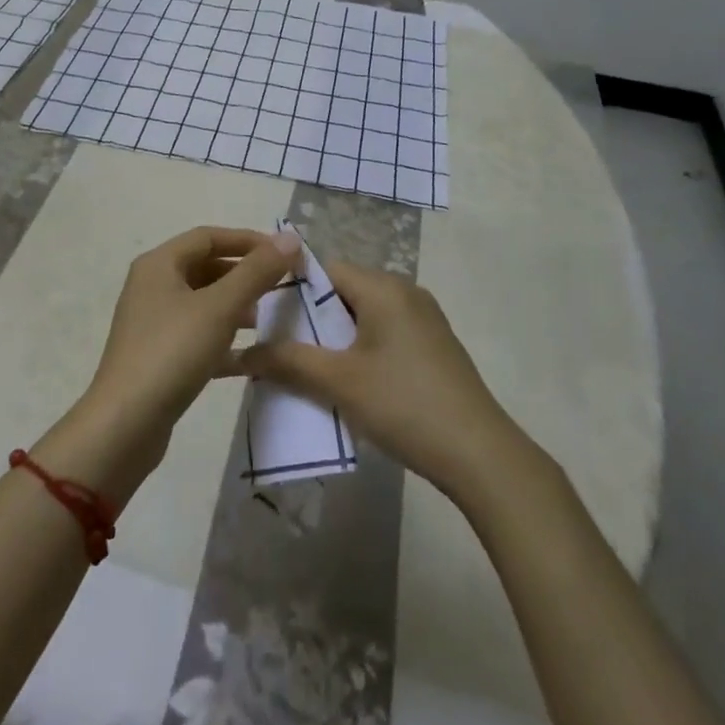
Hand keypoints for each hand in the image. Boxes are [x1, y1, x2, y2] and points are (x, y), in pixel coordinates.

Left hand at [46, 226, 298, 501]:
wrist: (124, 426)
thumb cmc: (172, 353)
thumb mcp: (220, 308)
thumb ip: (257, 272)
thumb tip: (290, 238)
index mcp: (159, 264)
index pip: (208, 237)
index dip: (247, 241)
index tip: (282, 254)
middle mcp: (152, 286)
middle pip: (205, 267)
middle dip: (243, 275)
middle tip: (279, 287)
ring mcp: (152, 323)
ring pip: (202, 303)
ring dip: (235, 306)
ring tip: (265, 319)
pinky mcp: (158, 356)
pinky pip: (197, 335)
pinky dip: (223, 339)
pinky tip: (250, 357)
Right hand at [238, 259, 523, 504]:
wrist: (480, 454)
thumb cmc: (404, 404)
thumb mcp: (340, 382)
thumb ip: (290, 361)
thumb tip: (244, 352)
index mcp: (383, 287)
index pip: (325, 270)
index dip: (293, 291)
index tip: (269, 321)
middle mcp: (405, 291)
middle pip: (345, 292)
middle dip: (313, 319)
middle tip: (285, 351)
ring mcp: (425, 318)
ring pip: (365, 315)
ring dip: (337, 339)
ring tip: (311, 371)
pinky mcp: (435, 345)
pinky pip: (386, 333)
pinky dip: (362, 349)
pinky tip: (352, 384)